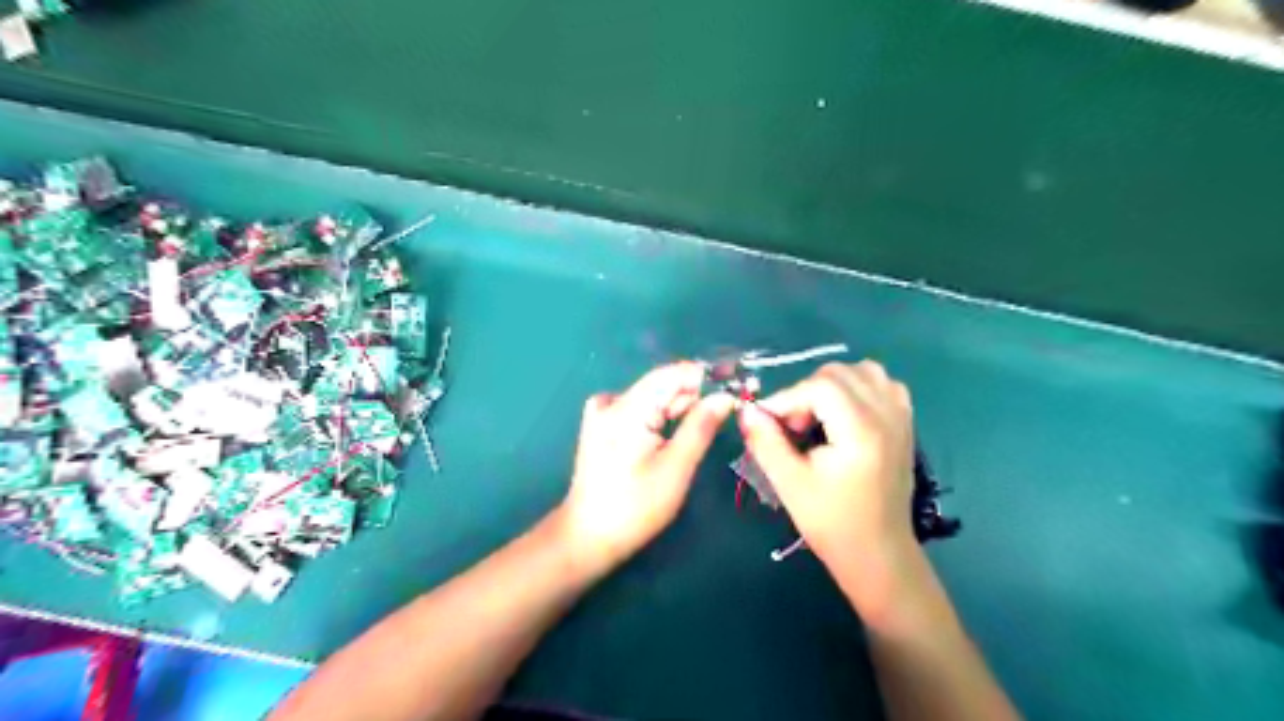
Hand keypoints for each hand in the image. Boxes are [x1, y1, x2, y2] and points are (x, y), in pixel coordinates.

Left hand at [560, 365, 730, 575]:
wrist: (588, 537)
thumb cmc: (635, 507)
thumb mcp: (676, 468)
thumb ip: (701, 426)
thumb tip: (726, 396)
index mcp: (627, 408)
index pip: (673, 373)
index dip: (707, 376)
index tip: (737, 384)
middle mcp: (612, 401)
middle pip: (663, 385)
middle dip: (697, 394)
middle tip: (732, 406)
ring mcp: (603, 412)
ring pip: (653, 398)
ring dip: (681, 407)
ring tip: (711, 421)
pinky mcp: (602, 425)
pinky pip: (640, 409)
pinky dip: (661, 416)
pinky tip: (675, 433)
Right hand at [744, 362, 923, 595]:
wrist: (878, 553)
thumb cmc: (832, 523)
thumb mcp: (789, 483)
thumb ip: (765, 442)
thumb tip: (746, 410)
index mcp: (862, 431)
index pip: (820, 386)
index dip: (787, 398)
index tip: (768, 422)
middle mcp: (887, 415)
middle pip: (839, 373)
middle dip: (806, 391)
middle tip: (792, 426)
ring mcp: (900, 417)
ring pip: (863, 371)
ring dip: (832, 385)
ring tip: (817, 416)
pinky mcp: (905, 423)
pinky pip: (882, 384)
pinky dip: (858, 388)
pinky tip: (844, 415)